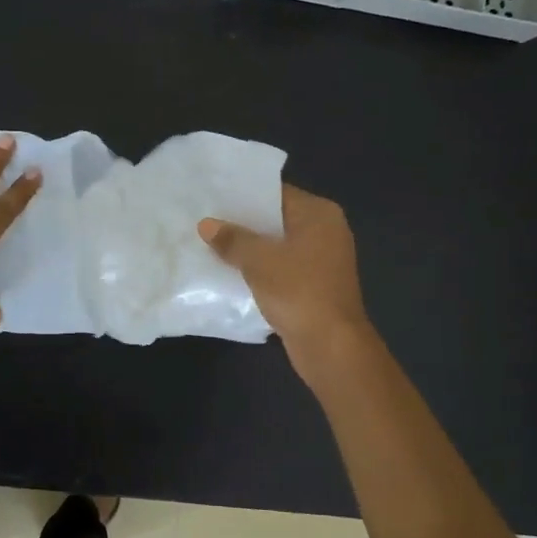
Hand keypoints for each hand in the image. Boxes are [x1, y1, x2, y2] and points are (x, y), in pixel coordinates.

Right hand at [199, 185, 372, 367]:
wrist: (331, 345)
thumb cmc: (298, 291)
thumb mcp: (259, 261)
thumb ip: (232, 240)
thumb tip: (207, 224)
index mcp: (319, 214)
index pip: (277, 192)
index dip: (244, 194)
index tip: (213, 196)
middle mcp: (326, 231)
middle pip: (277, 219)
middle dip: (244, 223)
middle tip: (206, 220)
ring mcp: (323, 260)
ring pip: (278, 246)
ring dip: (251, 249)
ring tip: (212, 245)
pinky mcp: (315, 285)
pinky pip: (282, 268)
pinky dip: (261, 269)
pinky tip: (231, 272)